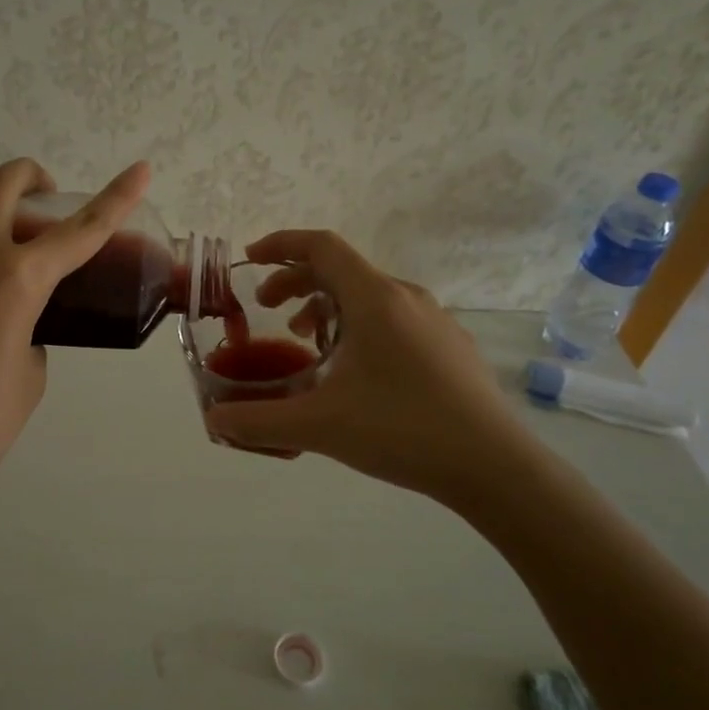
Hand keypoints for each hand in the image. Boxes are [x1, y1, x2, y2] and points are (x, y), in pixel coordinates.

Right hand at [202, 230, 542, 512]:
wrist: (493, 465)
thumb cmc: (401, 430)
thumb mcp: (319, 426)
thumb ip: (258, 421)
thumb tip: (215, 421)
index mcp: (374, 298)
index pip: (321, 246)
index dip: (280, 244)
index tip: (250, 258)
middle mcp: (406, 297)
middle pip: (341, 270)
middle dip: (296, 282)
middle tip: (268, 310)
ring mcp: (434, 320)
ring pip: (368, 295)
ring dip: (327, 307)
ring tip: (306, 343)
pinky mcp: (449, 346)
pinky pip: (392, 318)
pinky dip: (358, 326)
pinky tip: (354, 371)